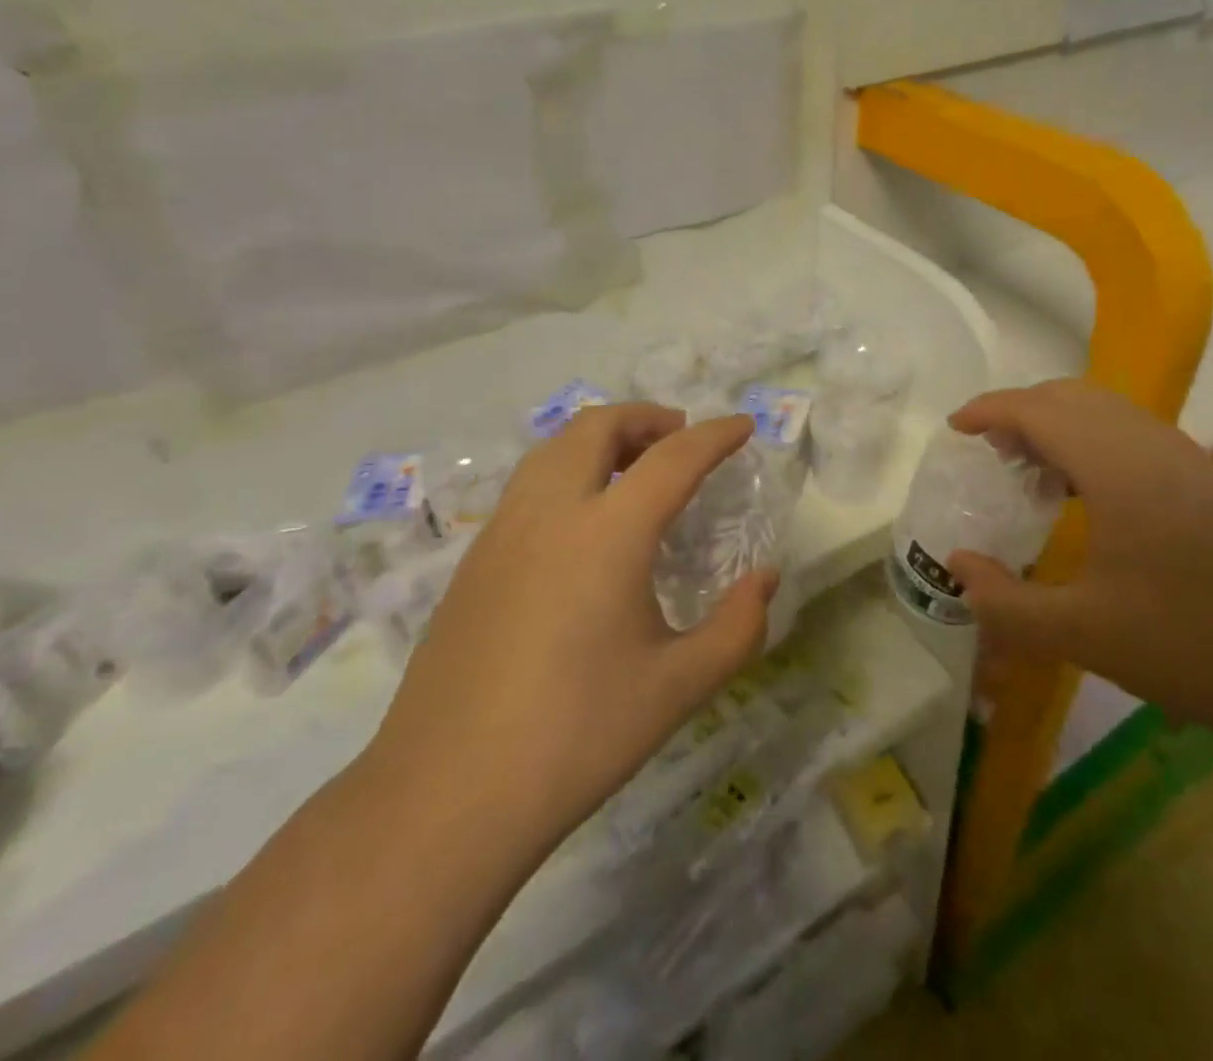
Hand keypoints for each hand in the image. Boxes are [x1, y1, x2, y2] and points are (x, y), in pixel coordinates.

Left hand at [366, 405, 775, 850]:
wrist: (447, 795)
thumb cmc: (577, 736)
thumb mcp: (678, 687)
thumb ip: (737, 627)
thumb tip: (765, 578)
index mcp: (608, 533)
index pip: (673, 458)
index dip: (715, 435)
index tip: (743, 425)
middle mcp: (551, 512)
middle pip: (597, 426)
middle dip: (646, 417)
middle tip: (680, 437)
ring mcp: (502, 531)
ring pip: (553, 448)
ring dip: (600, 438)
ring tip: (633, 467)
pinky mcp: (473, 560)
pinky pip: (528, 485)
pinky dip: (567, 471)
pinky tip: (581, 522)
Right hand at [947, 380, 1212, 746]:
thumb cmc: (1196, 646)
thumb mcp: (1082, 635)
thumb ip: (1005, 602)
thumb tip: (957, 567)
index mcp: (1118, 467)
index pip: (1040, 410)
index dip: (990, 410)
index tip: (955, 428)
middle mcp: (1154, 447)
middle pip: (1074, 397)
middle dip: (1023, 411)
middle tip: (990, 451)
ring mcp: (1191, 463)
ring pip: (1110, 413)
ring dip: (1061, 426)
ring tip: (1032, 472)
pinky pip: (1136, 437)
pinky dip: (1095, 444)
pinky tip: (1091, 500)